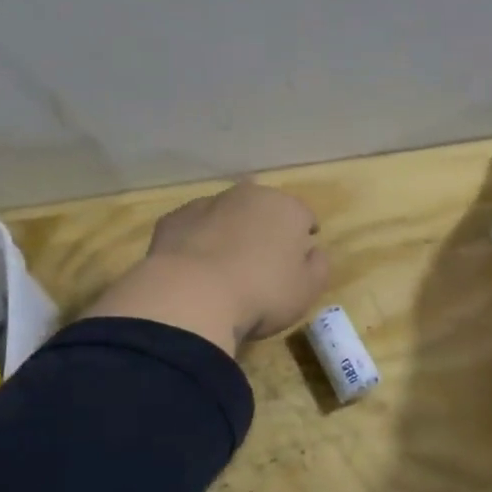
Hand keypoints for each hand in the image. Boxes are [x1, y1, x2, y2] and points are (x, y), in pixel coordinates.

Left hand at [146, 182, 327, 340]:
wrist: (191, 296)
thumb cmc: (262, 293)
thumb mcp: (307, 290)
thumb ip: (318, 266)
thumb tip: (313, 252)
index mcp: (286, 207)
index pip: (304, 216)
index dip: (303, 237)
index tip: (299, 260)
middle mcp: (247, 195)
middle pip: (263, 210)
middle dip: (264, 229)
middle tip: (262, 264)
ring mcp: (206, 204)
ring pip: (226, 215)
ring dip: (229, 233)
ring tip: (225, 269)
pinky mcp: (173, 220)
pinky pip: (194, 229)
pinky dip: (197, 242)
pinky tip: (195, 271)